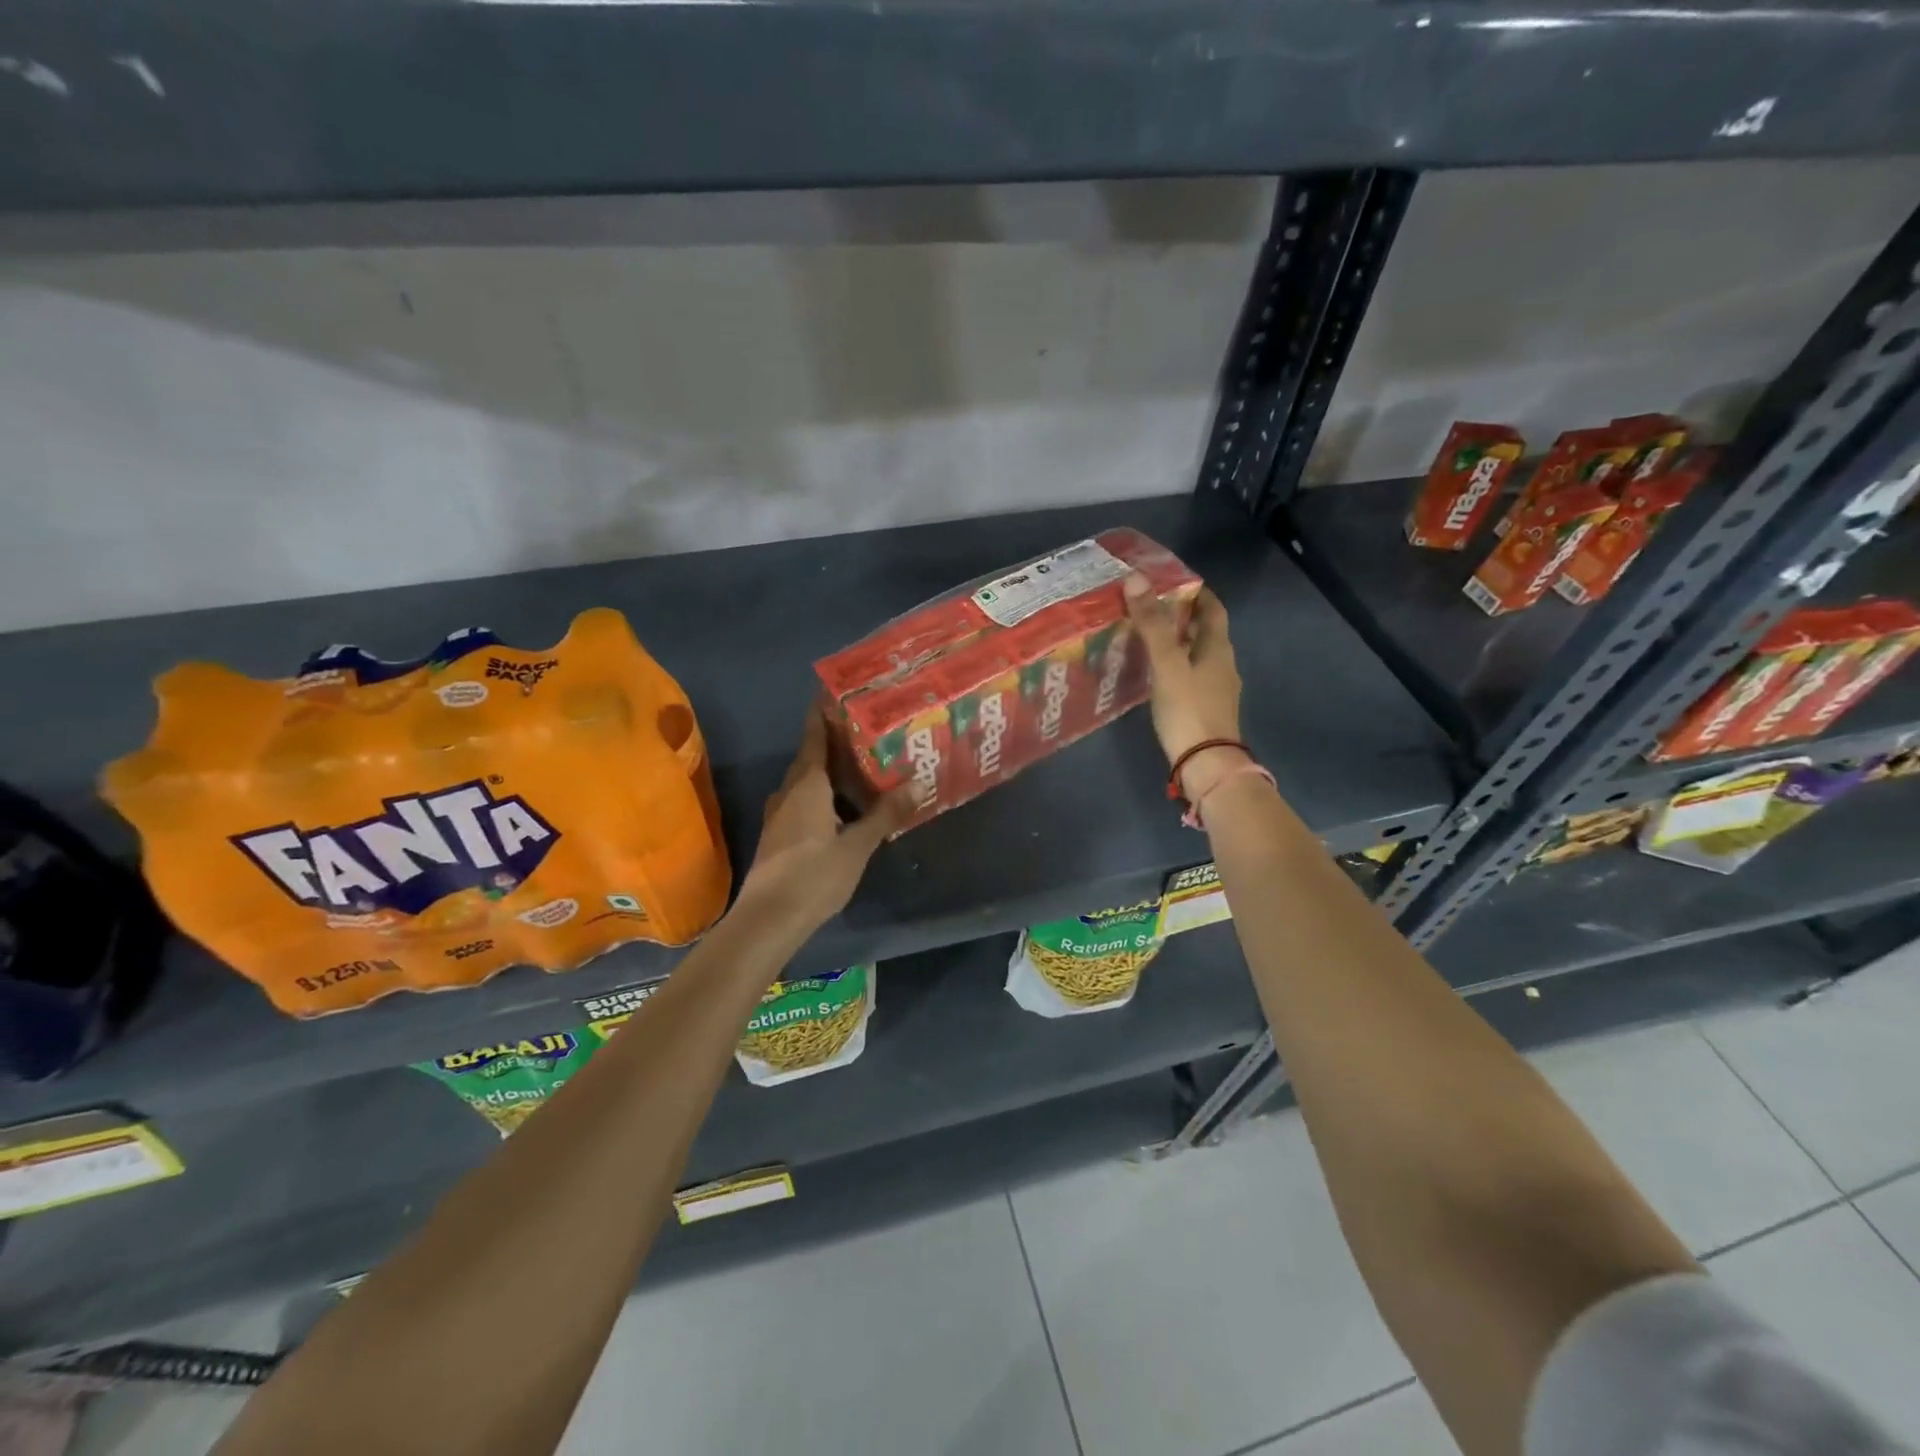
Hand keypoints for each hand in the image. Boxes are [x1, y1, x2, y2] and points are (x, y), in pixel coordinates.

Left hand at [736, 704, 911, 935]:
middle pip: (811, 758)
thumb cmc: (814, 875)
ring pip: (806, 783)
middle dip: (833, 743)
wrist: (767, 919)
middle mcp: (789, 792)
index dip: (823, 714)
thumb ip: (884, 814)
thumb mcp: (857, 846)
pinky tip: (844, 808)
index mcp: (807, 785)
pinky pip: (803, 803)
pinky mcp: (778, 837)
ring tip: (861, 766)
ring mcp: (779, 816)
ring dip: (829, 772)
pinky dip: (823, 796)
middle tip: (864, 730)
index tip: (833, 691)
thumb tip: (917, 784)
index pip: (814, 737)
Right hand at [1123, 576, 1245, 796]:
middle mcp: (1222, 664)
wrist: (1206, 765)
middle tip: (1148, 607)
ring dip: (1176, 643)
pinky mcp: (1205, 709)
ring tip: (1145, 637)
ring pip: (1196, 655)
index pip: (1212, 608)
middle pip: (1204, 631)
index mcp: (1217, 648)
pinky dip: (1174, 667)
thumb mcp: (1167, 663)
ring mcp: (1216, 689)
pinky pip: (1190, 677)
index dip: (1196, 591)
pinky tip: (1153, 674)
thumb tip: (1137, 579)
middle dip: (1181, 616)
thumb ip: (1152, 624)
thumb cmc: (1189, 709)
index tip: (1171, 581)